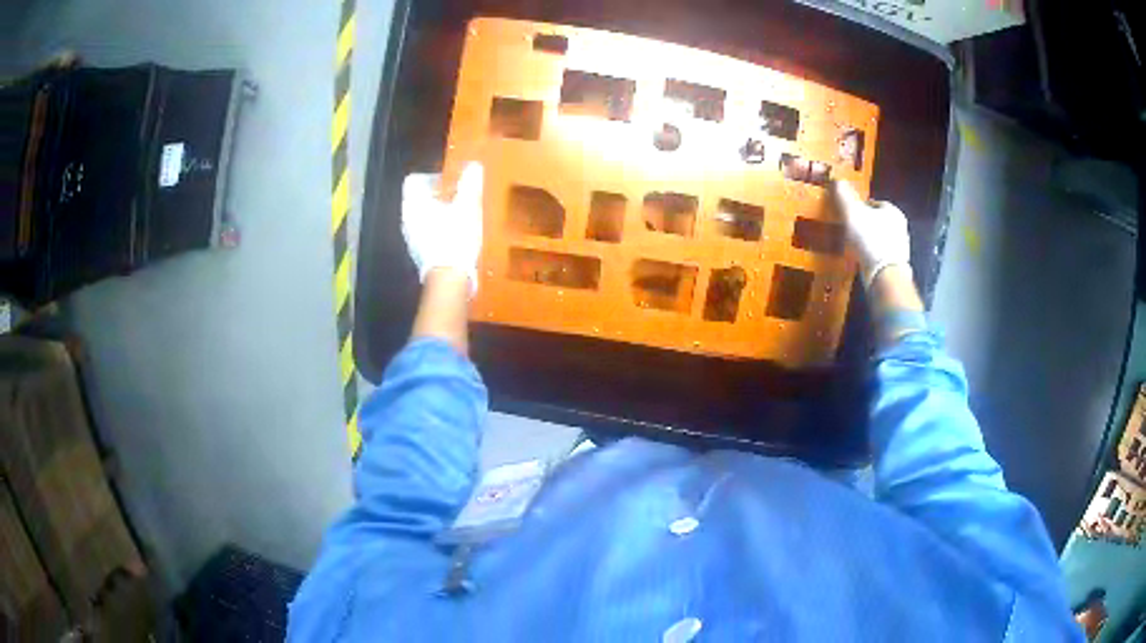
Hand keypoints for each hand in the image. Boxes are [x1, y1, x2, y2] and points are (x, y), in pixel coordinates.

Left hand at [401, 163, 483, 295]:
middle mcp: (407, 218)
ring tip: (459, 214)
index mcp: (413, 203)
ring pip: (422, 215)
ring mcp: (410, 237)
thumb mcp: (468, 206)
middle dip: (437, 194)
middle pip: (418, 198)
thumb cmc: (455, 237)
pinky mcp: (418, 252)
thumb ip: (469, 184)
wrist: (449, 277)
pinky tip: (454, 234)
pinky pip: (425, 231)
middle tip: (458, 196)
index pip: (414, 180)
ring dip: (438, 212)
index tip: (450, 182)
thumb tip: (473, 166)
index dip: (432, 177)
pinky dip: (437, 228)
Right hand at [830, 180, 910, 286]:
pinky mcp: (896, 266)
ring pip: (880, 239)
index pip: (874, 203)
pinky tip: (860, 260)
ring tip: (853, 246)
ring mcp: (900, 248)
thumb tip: (837, 179)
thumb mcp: (852, 213)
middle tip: (849, 229)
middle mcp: (901, 228)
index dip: (859, 206)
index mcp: (893, 211)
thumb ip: (844, 195)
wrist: (885, 276)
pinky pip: (880, 256)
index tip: (848, 213)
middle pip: (878, 221)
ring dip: (868, 241)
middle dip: (865, 224)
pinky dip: (870, 256)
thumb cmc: (870, 240)